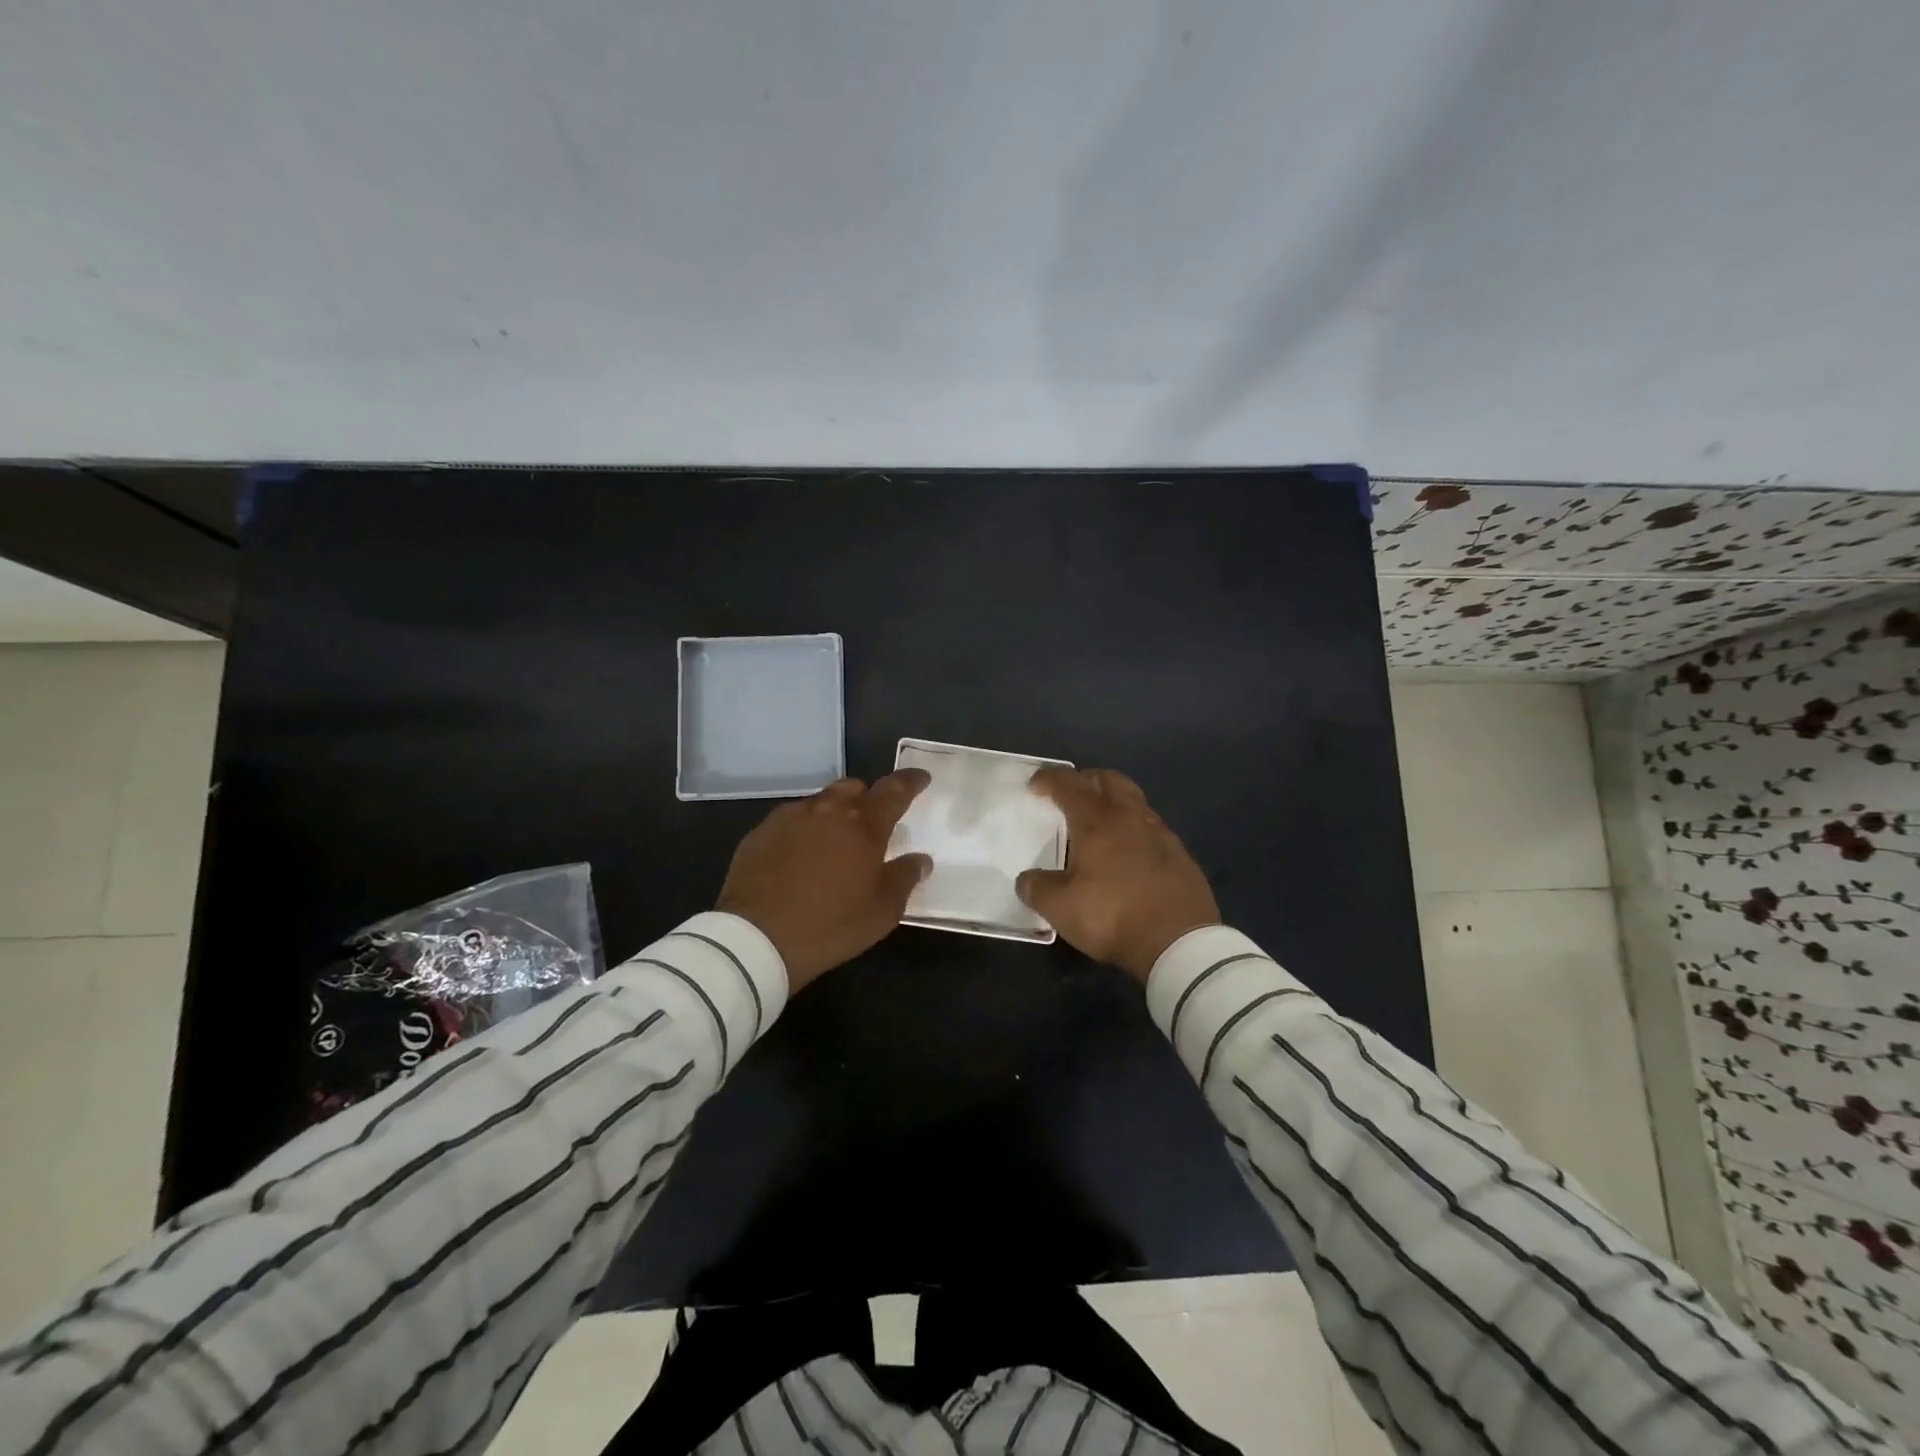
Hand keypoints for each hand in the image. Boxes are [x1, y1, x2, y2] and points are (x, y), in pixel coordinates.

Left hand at [717, 770, 932, 992]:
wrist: (755, 939)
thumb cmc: (830, 926)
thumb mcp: (881, 912)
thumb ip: (904, 878)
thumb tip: (920, 859)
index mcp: (863, 825)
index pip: (894, 790)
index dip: (910, 781)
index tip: (920, 777)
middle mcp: (827, 810)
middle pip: (853, 787)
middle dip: (867, 797)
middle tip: (871, 823)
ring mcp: (790, 817)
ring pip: (820, 802)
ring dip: (833, 814)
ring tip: (833, 843)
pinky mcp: (760, 832)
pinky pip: (791, 820)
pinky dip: (804, 830)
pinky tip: (799, 857)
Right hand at [1016, 767, 1218, 982]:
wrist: (1179, 941)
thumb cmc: (1112, 915)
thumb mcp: (1060, 908)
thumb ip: (1037, 888)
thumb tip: (1026, 879)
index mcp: (1097, 821)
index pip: (1069, 785)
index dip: (1049, 779)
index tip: (1035, 785)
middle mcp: (1130, 817)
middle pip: (1109, 779)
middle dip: (1087, 780)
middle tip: (1071, 795)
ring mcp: (1160, 833)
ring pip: (1134, 801)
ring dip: (1114, 802)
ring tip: (1100, 824)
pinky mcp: (1180, 855)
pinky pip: (1152, 828)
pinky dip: (1135, 829)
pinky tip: (1130, 852)